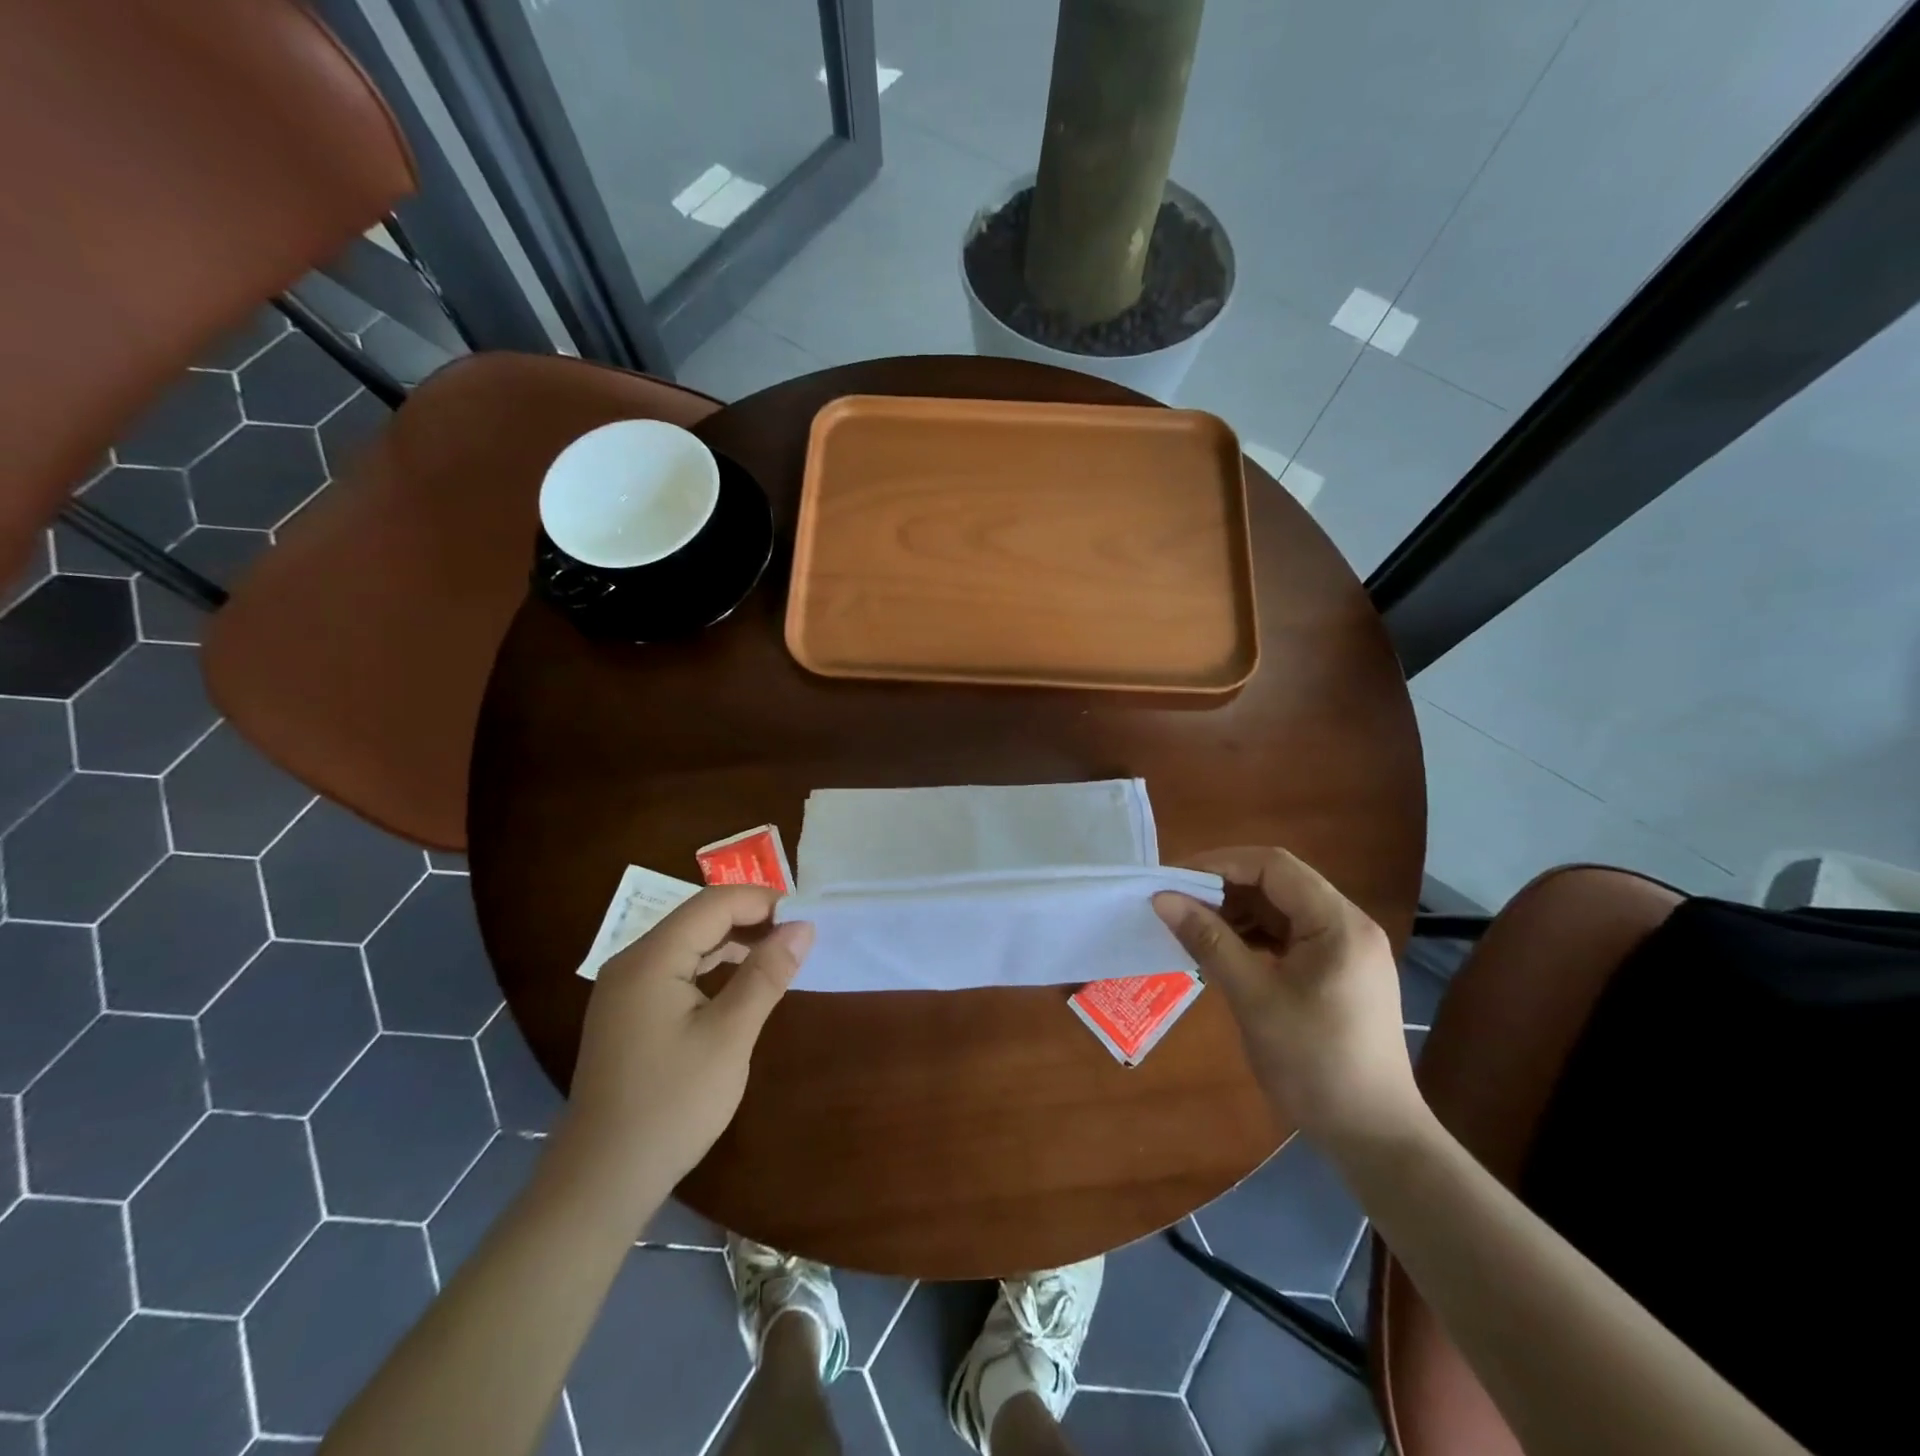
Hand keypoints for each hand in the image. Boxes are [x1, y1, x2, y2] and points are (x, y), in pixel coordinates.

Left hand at [560, 886, 812, 1197]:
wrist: (602, 1181)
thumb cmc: (672, 1104)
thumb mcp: (730, 1036)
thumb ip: (766, 974)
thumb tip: (803, 927)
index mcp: (650, 959)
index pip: (713, 904)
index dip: (762, 901)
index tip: (806, 918)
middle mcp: (631, 962)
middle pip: (697, 918)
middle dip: (750, 919)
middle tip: (797, 937)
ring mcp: (625, 989)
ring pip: (687, 943)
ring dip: (733, 942)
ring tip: (777, 956)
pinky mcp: (628, 1013)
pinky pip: (676, 969)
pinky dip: (712, 967)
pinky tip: (739, 985)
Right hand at [1154, 847, 1420, 1150]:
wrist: (1374, 1138)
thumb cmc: (1314, 1064)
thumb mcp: (1254, 998)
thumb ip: (1208, 941)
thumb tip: (1163, 899)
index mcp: (1337, 923)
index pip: (1273, 865)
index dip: (1219, 864)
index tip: (1174, 880)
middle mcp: (1347, 925)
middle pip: (1278, 883)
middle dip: (1224, 888)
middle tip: (1177, 904)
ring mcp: (1344, 949)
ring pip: (1280, 909)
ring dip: (1236, 913)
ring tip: (1193, 929)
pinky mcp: (1336, 972)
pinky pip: (1287, 936)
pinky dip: (1252, 937)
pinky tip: (1222, 953)